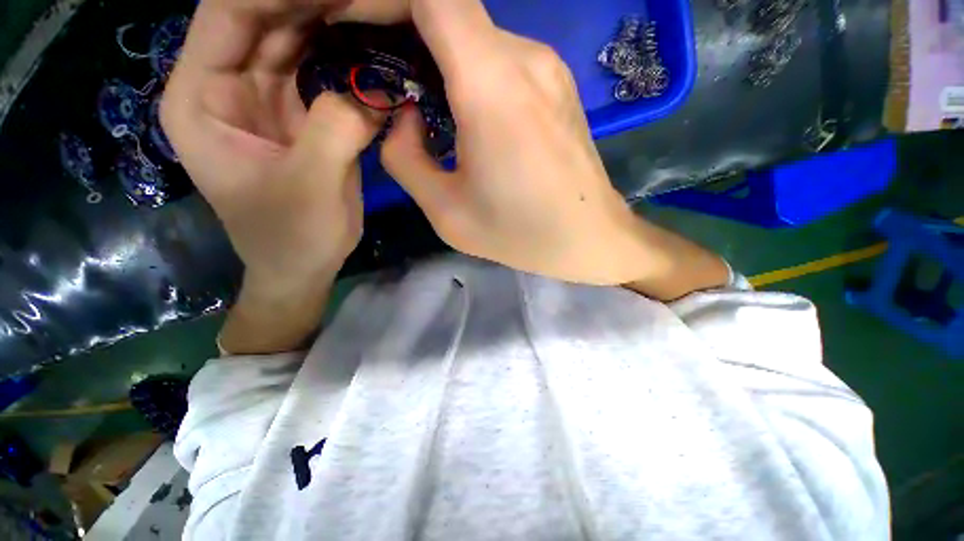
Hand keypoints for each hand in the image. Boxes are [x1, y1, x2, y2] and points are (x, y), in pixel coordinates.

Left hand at [161, 0, 388, 286]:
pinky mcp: (296, 116)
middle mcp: (225, 89)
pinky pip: (314, 71)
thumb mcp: (311, 186)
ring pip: (289, 40)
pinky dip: (340, 58)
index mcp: (202, 100)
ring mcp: (263, 100)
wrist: (303, 265)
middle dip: (309, 4)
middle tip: (359, 0)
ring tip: (366, 13)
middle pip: (261, 20)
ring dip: (327, 24)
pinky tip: (367, 49)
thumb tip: (376, 91)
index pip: (228, 15)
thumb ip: (335, 129)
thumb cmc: (294, 236)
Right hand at [381, 0, 649, 285]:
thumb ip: (405, 159)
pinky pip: (504, 61)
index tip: (361, 33)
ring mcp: (549, 69)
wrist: (588, 238)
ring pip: (479, 38)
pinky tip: (468, 115)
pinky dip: (473, 73)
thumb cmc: (520, 233)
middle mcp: (526, 59)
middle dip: (408, 33)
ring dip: (443, 59)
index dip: (386, 3)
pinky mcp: (559, 86)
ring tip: (426, 103)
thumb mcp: (447, 211)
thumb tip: (404, 118)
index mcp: (491, 85)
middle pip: (453, 13)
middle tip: (388, 80)